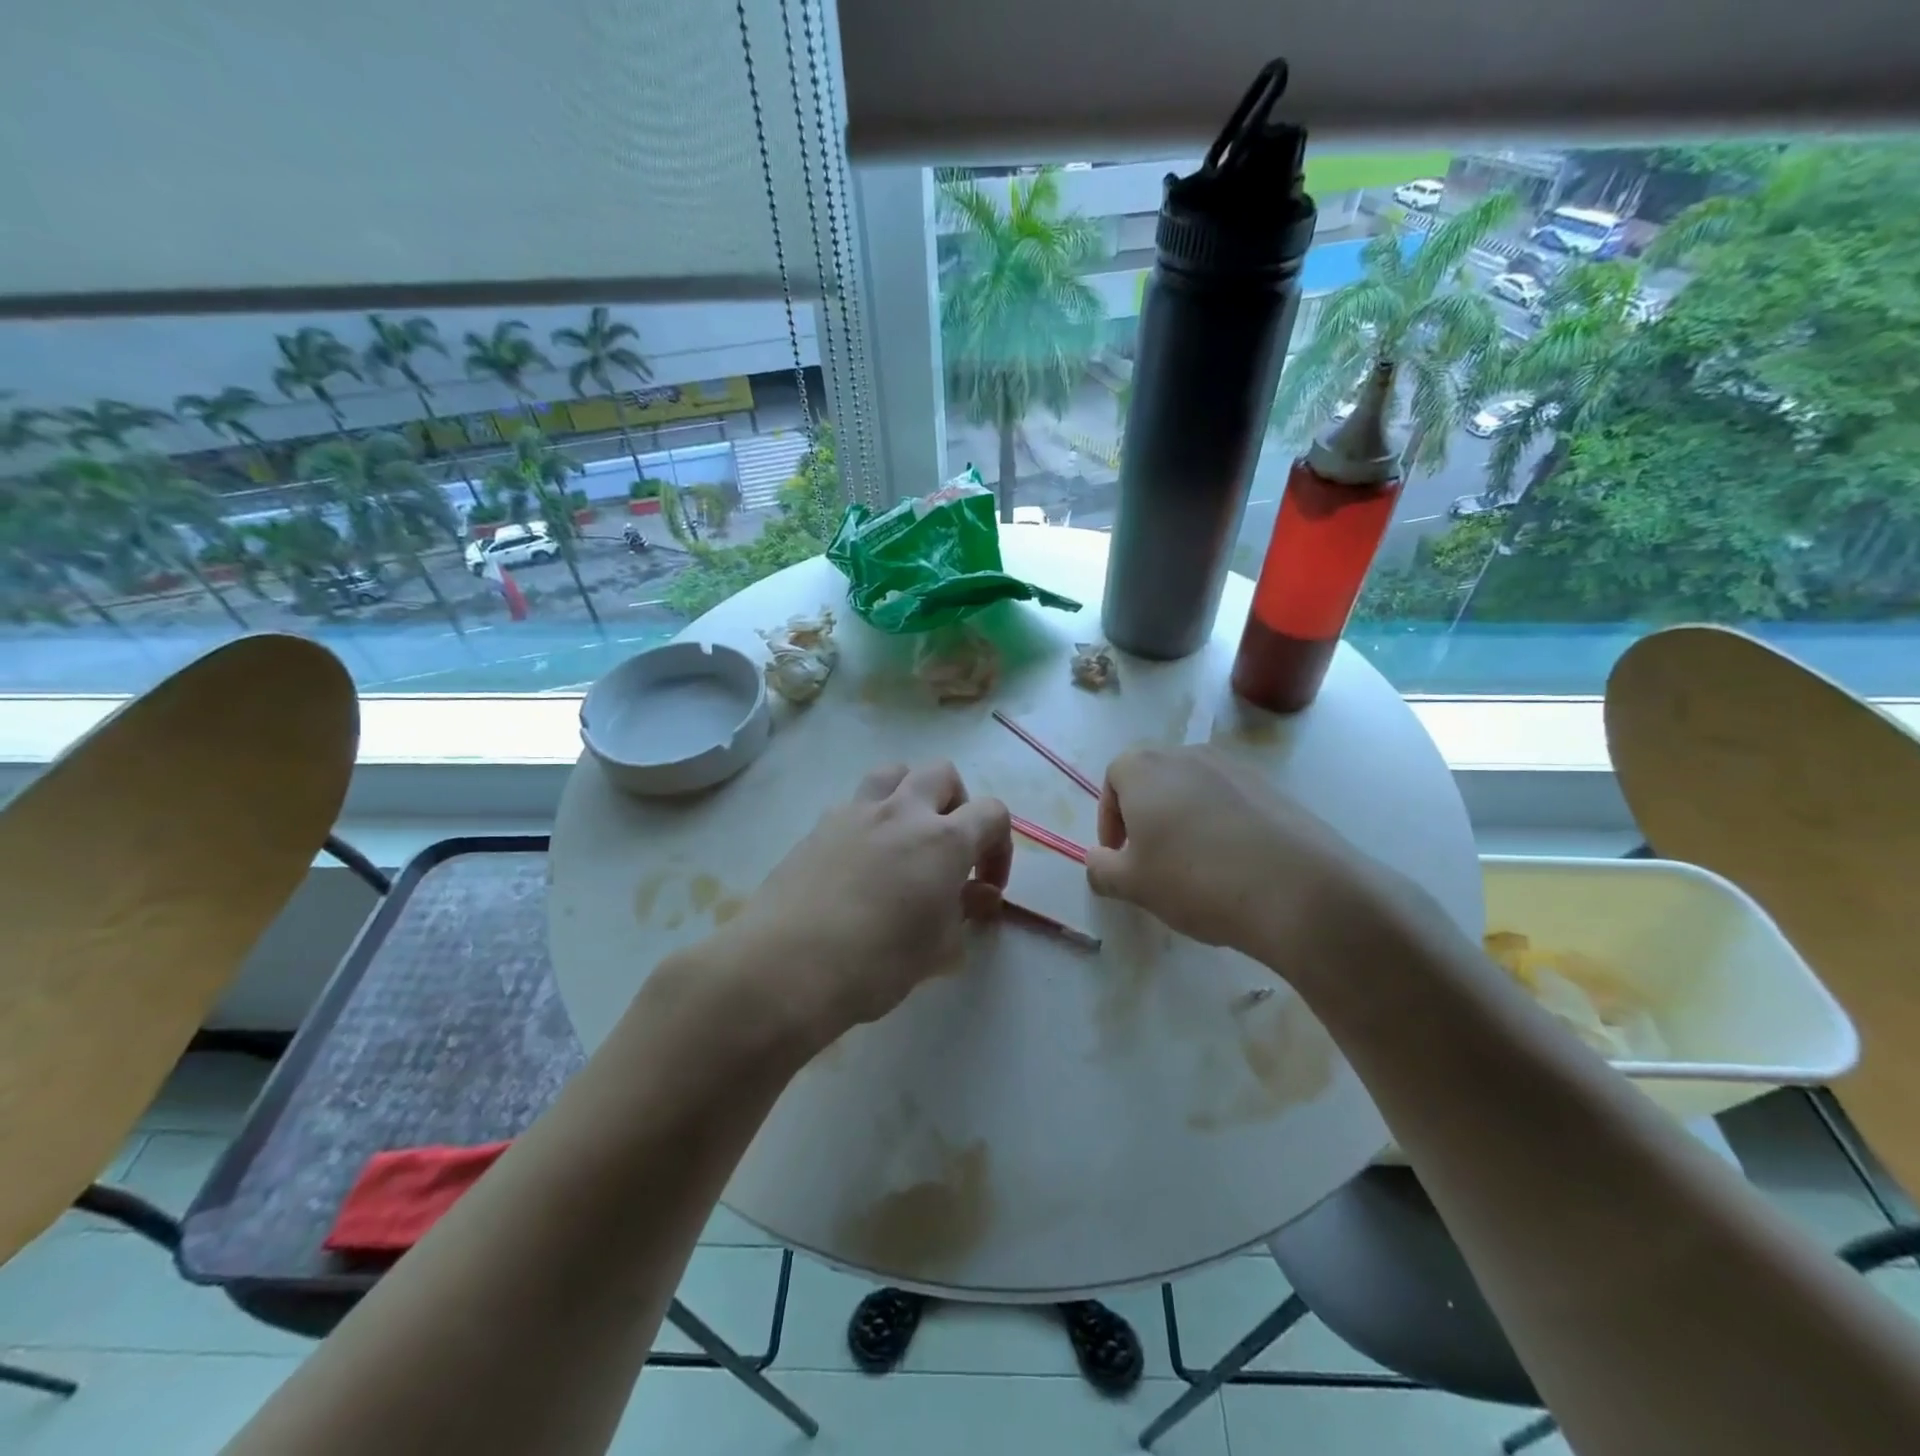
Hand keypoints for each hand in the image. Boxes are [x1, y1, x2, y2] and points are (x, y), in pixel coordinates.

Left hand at [724, 761, 1011, 1044]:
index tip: (985, 886)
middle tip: (949, 849)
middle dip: (957, 804)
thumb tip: (980, 895)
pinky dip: (869, 818)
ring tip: (905, 836)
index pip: (993, 813)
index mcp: (944, 839)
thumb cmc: (877, 963)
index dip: (999, 847)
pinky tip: (860, 860)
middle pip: (942, 774)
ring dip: (909, 794)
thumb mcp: (938, 950)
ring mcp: (855, 812)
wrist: (788, 966)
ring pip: (893, 772)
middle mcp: (903, 811)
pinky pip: (854, 802)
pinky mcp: (818, 825)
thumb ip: (965, 912)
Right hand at [1085, 744, 1392, 971]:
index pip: (1114, 777)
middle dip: (1146, 816)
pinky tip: (1234, 867)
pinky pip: (1231, 802)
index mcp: (1145, 768)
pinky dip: (1222, 826)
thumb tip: (1098, 861)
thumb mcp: (1132, 884)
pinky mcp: (1273, 788)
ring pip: (1194, 790)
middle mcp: (1188, 755)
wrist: (1297, 889)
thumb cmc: (1195, 879)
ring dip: (1185, 820)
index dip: (1110, 818)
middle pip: (1154, 778)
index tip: (1119, 856)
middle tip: (1152, 861)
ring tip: (1195, 867)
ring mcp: (1235, 767)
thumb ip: (1101, 869)